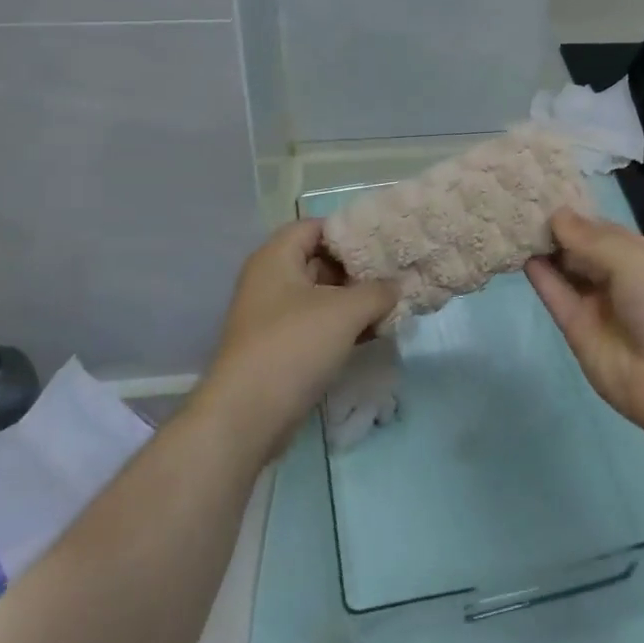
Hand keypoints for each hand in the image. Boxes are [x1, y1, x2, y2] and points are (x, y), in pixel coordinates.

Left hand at [193, 220, 397, 455]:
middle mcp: (270, 281)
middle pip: (319, 260)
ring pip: (321, 296)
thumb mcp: (345, 311)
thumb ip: (377, 291)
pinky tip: (373, 333)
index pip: (315, 227)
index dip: (349, 231)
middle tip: (394, 274)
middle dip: (357, 268)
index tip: (383, 243)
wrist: (247, 416)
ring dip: (354, 301)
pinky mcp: (280, 347)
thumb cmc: (294, 346)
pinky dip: (343, 326)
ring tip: (392, 304)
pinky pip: (316, 325)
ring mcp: (273, 316)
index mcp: (276, 258)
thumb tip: (396, 287)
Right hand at [524, 209, 643, 440]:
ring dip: (543, 249)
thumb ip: (589, 238)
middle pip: (580, 249)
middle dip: (554, 228)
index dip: (574, 213)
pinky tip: (519, 252)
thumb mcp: (633, 259)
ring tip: (510, 221)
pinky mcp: (577, 330)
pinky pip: (556, 296)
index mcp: (641, 256)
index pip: (601, 229)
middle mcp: (618, 278)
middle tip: (518, 203)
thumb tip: (556, 214)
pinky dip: (540, 276)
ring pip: (565, 270)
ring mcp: (596, 305)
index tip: (541, 191)